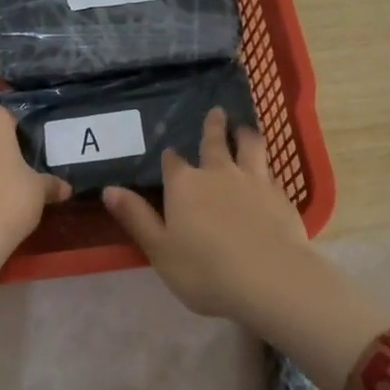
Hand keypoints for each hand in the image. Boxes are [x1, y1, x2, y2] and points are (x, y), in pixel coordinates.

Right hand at [103, 107, 389, 389]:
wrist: (269, 278)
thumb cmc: (205, 270)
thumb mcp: (160, 249)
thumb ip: (136, 218)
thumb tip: (109, 189)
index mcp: (184, 185)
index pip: (173, 162)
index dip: (170, 157)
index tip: (170, 153)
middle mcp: (218, 172)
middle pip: (214, 141)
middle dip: (213, 126)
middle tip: (216, 111)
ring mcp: (252, 180)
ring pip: (249, 146)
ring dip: (244, 134)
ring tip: (244, 128)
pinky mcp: (279, 194)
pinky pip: (271, 171)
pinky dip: (266, 165)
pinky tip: (268, 170)